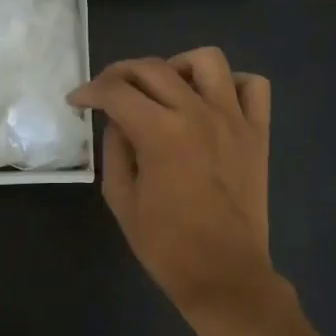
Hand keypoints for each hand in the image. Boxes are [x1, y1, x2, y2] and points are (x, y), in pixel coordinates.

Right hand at [69, 47, 275, 317]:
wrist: (223, 274)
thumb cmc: (165, 245)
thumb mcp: (121, 199)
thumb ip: (115, 150)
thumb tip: (118, 122)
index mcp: (160, 132)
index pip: (115, 91)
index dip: (89, 91)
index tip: (77, 101)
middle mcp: (197, 113)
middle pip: (153, 67)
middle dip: (120, 73)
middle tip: (108, 92)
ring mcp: (233, 119)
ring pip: (206, 60)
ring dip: (177, 66)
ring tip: (165, 89)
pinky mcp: (258, 133)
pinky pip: (252, 86)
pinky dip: (230, 84)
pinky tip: (211, 102)